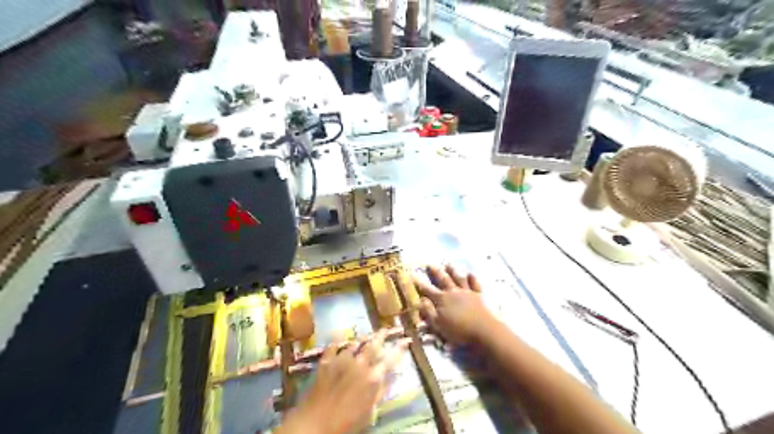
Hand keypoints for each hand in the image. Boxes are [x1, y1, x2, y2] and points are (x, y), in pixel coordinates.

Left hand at [275, 330, 406, 433]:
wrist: (315, 423)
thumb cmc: (346, 423)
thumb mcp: (370, 411)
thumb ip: (381, 391)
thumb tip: (394, 375)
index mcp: (373, 377)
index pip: (391, 359)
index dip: (400, 348)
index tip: (406, 339)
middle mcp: (359, 364)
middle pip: (373, 345)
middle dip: (381, 335)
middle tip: (386, 328)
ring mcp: (341, 360)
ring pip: (354, 344)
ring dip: (361, 339)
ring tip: (365, 335)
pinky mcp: (326, 362)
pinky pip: (333, 347)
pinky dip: (338, 342)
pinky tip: (340, 339)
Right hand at [413, 265, 490, 345]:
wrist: (484, 330)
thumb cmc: (459, 330)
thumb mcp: (438, 325)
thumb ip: (428, 312)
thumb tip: (419, 300)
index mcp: (441, 299)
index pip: (427, 289)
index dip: (419, 282)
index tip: (412, 275)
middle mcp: (453, 292)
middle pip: (442, 279)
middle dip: (435, 272)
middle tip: (429, 264)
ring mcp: (466, 292)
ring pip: (458, 278)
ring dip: (452, 271)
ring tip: (448, 264)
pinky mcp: (478, 295)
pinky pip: (474, 283)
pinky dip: (472, 278)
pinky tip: (470, 274)